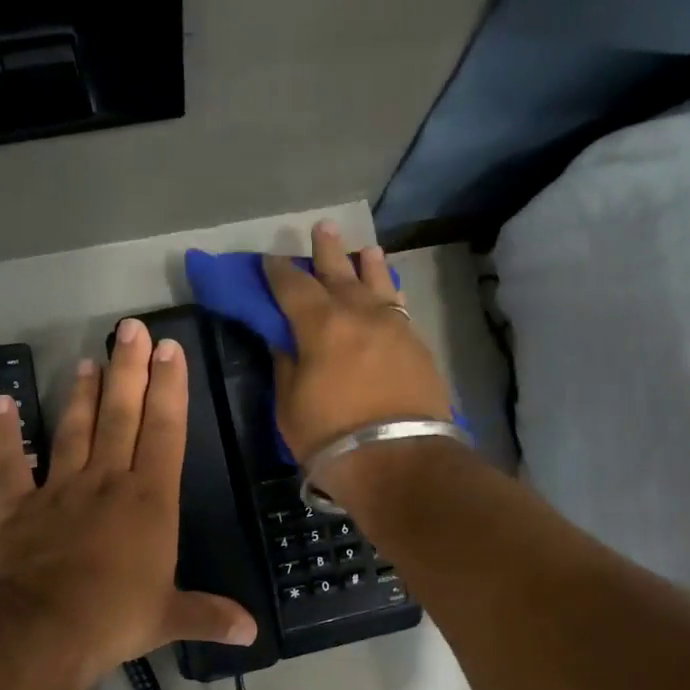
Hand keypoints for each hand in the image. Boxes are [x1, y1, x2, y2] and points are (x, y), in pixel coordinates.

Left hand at [0, 319, 257, 689]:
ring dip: (81, 394)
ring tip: (87, 361)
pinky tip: (0, 402)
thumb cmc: (115, 616)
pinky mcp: (20, 506)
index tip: (169, 350)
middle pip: (120, 415)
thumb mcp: (170, 617)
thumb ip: (210, 615)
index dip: (169, 389)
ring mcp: (60, 489)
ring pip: (73, 430)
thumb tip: (252, 632)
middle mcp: (107, 482)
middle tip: (130, 329)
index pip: (165, 432)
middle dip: (128, 370)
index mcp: (149, 500)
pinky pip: (9, 463)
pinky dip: (3, 433)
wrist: (42, 629)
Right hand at [263, 222, 452, 492]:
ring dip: (367, 265)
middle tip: (322, 228)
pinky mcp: (418, 346)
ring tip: (365, 250)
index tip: (271, 259)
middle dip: (327, 251)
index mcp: (320, 325)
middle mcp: (359, 314)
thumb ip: (287, 365)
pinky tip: (390, 291)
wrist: (400, 461)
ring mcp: (394, 328)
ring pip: (378, 285)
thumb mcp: (290, 406)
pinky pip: (400, 307)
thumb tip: (284, 340)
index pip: (293, 286)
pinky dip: (390, 294)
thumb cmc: (332, 437)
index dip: (279, 271)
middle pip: (340, 273)